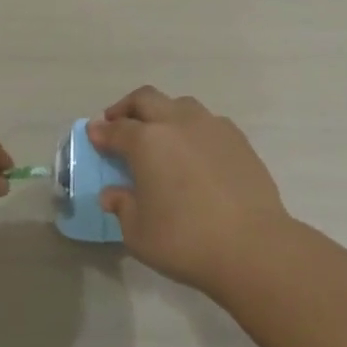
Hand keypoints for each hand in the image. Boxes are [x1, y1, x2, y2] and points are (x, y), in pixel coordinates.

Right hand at [83, 87, 295, 290]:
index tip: (93, 134)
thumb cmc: (185, 241)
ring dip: (163, 113)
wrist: (253, 246)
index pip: (116, 129)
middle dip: (127, 108)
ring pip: (180, 105)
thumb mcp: (138, 232)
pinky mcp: (238, 140)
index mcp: (147, 141)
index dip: (101, 132)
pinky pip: (208, 122)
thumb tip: (113, 194)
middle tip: (118, 124)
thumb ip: (122, 207)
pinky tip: (194, 151)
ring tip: (159, 135)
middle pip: (146, 99)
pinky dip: (192, 129)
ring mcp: (212, 128)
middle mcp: (178, 123)